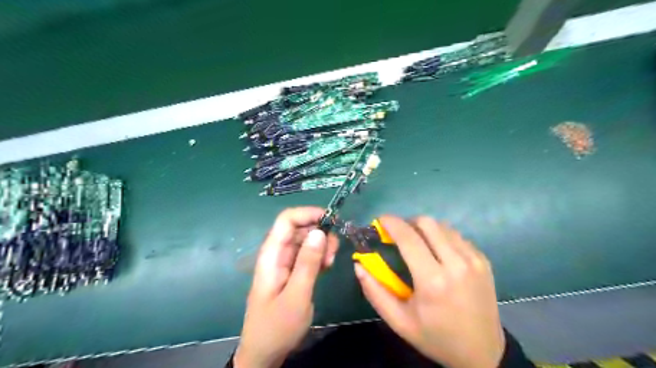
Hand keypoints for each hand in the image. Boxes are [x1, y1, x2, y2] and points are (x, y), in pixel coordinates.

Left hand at [235, 207, 337, 367]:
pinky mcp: (292, 271)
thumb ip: (308, 263)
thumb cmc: (277, 326)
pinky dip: (319, 255)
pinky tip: (326, 267)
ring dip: (321, 245)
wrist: (264, 352)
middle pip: (299, 227)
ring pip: (306, 240)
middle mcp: (277, 253)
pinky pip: (307, 254)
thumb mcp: (296, 295)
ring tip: (330, 262)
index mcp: (271, 254)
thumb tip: (320, 231)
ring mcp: (285, 262)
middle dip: (319, 232)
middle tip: (333, 251)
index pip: (287, 219)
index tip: (331, 221)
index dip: (308, 213)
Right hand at [357, 215, 502, 367]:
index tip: (380, 220)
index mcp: (432, 281)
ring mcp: (474, 260)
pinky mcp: (483, 260)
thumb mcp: (399, 321)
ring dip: (425, 229)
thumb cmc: (435, 337)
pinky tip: (438, 253)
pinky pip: (457, 236)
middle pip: (427, 223)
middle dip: (408, 223)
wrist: (483, 352)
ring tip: (418, 244)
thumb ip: (375, 291)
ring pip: (443, 226)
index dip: (391, 223)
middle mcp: (456, 264)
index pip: (408, 237)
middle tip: (399, 235)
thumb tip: (359, 265)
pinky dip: (442, 237)